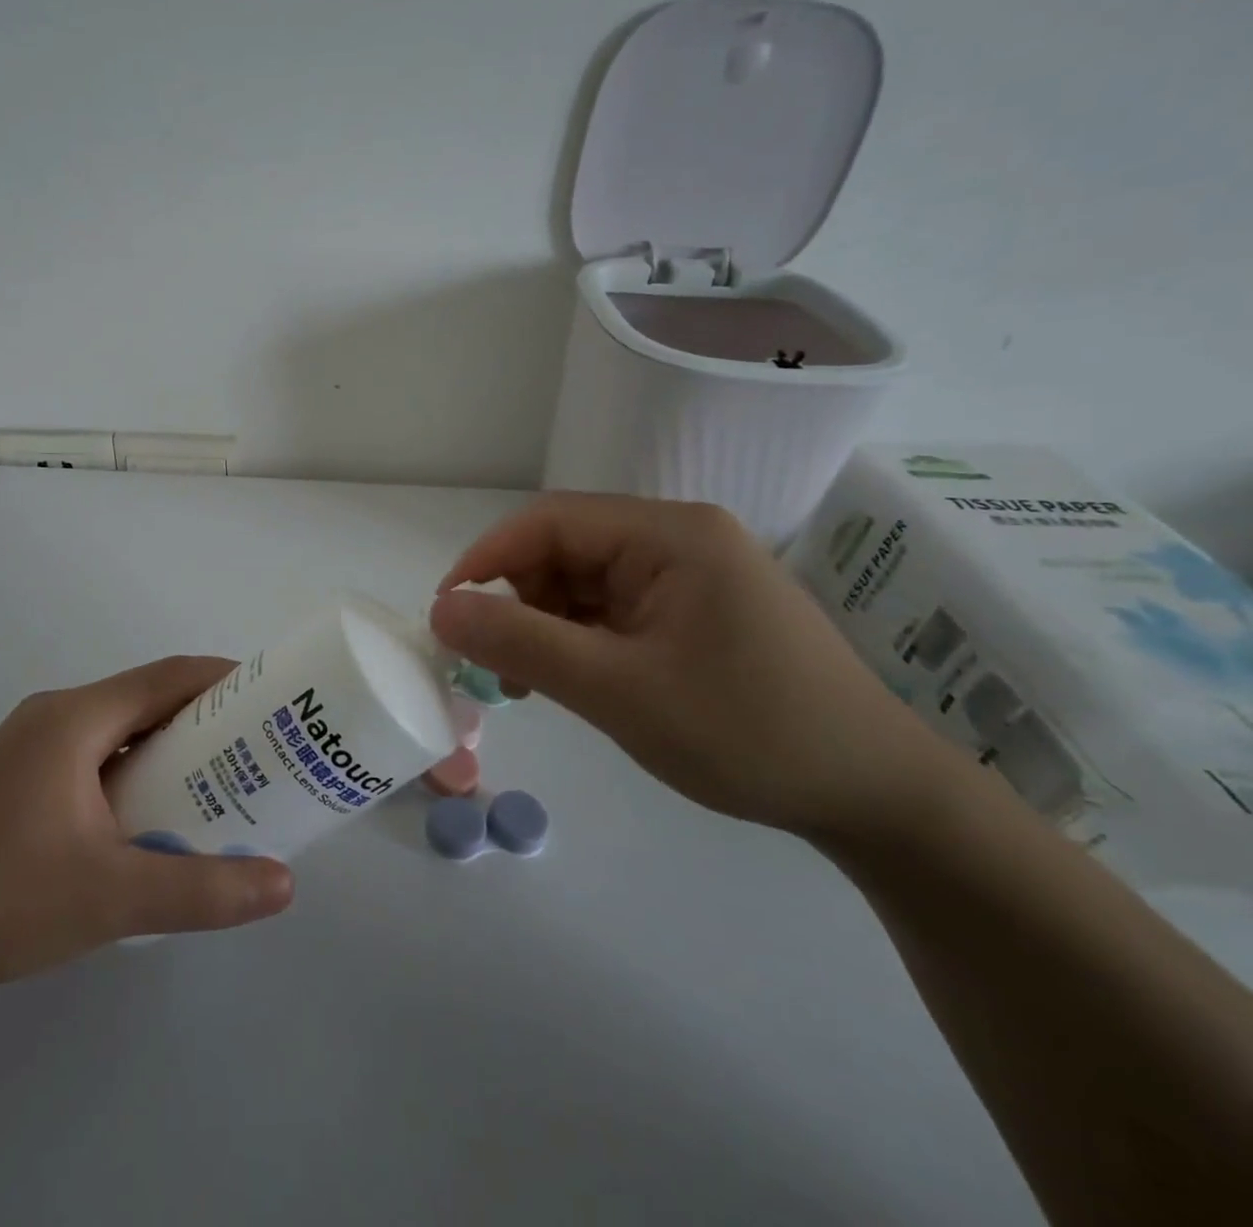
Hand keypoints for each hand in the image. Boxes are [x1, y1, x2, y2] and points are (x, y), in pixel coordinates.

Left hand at [0, 656, 294, 1001]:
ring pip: (115, 731)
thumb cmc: (0, 898)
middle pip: (144, 700)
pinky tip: (144, 819)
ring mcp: (24, 749)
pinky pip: (88, 757)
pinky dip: (130, 771)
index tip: (272, 698)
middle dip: (204, 719)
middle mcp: (52, 718)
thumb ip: (203, 890)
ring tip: (214, 784)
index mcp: (76, 719)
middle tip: (256, 750)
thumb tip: (284, 885)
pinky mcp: (9, 782)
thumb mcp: (113, 896)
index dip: (225, 678)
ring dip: (165, 748)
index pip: (168, 676)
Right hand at [430, 494, 953, 840]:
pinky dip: (580, 640)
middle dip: (518, 601)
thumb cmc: (746, 732)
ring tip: (529, 684)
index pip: (549, 521)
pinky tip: (573, 680)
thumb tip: (440, 611)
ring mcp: (691, 575)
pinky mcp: (696, 611)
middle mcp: (679, 539)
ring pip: (585, 583)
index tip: (446, 614)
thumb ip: (521, 643)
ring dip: (546, 625)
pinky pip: (615, 610)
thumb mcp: (617, 690)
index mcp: (669, 534)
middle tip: (493, 666)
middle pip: (566, 550)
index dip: (487, 560)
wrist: (876, 796)